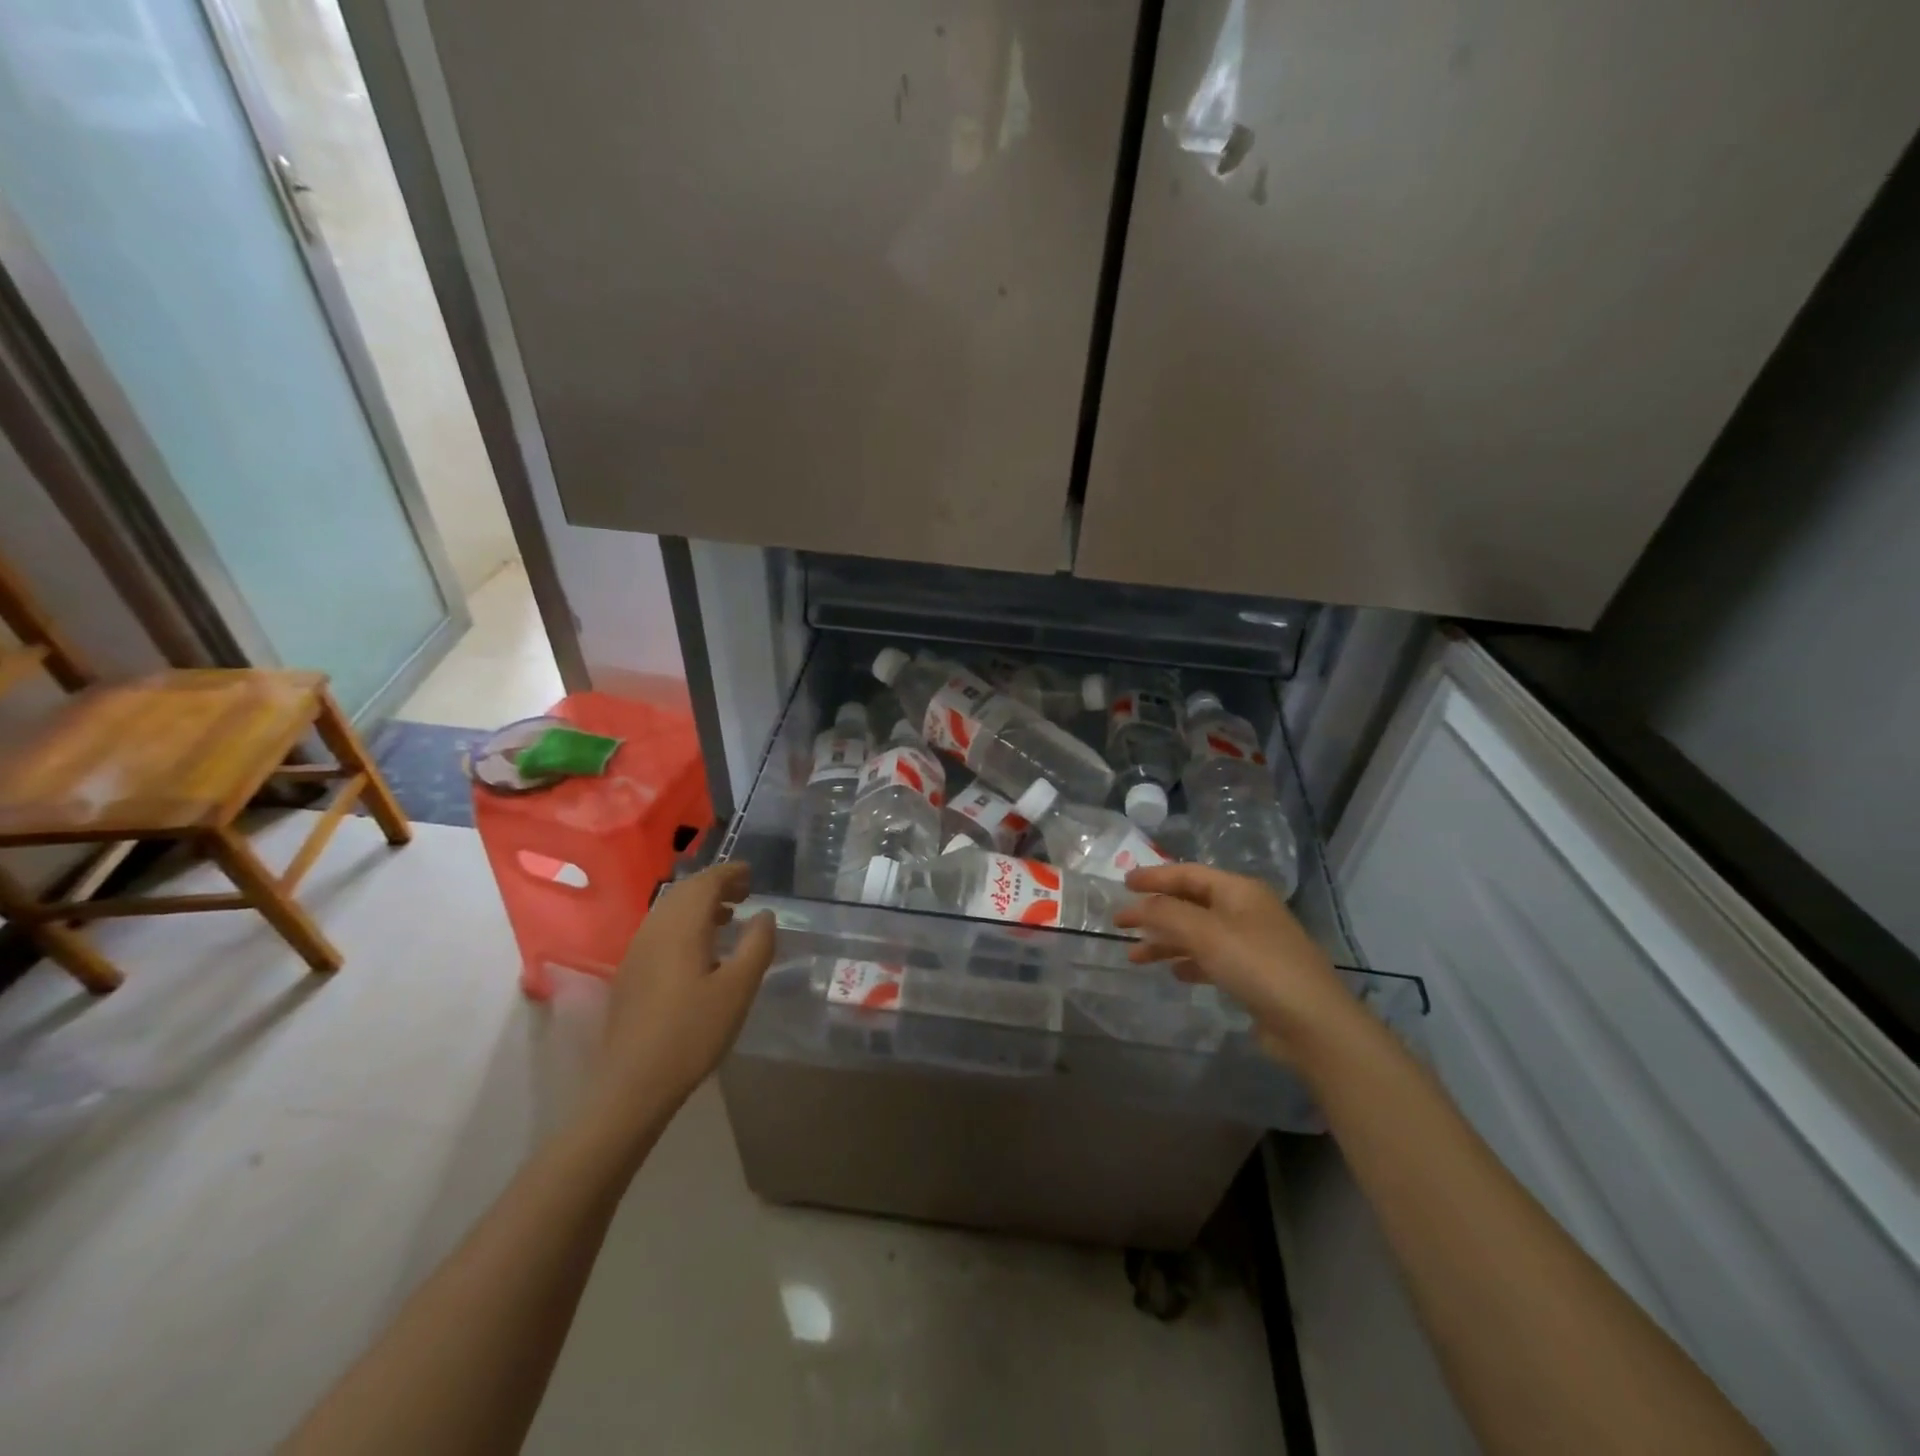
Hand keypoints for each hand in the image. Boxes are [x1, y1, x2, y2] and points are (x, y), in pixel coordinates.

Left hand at [587, 864, 774, 1127]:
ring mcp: (637, 951)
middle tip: (744, 892)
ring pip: (669, 910)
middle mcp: (655, 929)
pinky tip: (700, 949)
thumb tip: (764, 914)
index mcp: (681, 927)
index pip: (705, 882)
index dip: (729, 872)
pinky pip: (660, 929)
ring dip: (699, 904)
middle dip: (715, 885)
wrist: (633, 1084)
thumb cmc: (693, 1032)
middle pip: (684, 892)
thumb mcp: (738, 988)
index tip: (752, 873)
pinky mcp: (631, 972)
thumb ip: (757, 945)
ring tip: (728, 917)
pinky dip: (684, 924)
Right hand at [1116, 863, 1353, 1055]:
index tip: (1123, 883)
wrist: (1312, 1023)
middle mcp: (1246, 910)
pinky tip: (1174, 973)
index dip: (1154, 876)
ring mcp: (1252, 943)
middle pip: (1191, 903)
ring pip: (1198, 933)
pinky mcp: (1255, 973)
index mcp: (1238, 891)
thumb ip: (1166, 913)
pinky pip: (1211, 958)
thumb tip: (1138, 904)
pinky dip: (1189, 961)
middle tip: (1120, 922)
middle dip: (1155, 912)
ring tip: (1135, 957)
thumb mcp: (1206, 933)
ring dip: (1166, 941)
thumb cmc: (1257, 965)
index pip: (1188, 874)